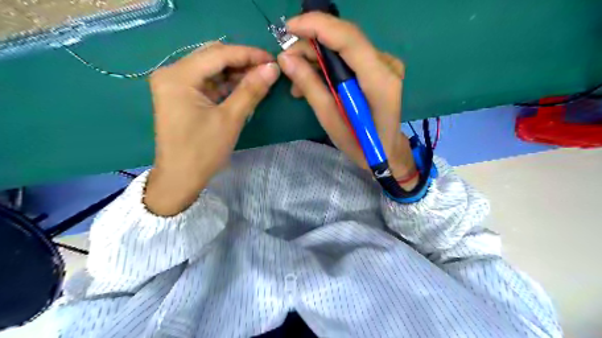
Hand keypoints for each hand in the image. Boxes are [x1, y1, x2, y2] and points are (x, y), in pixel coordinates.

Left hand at [146, 42, 279, 215]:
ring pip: (211, 69)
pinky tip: (244, 88)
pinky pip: (208, 82)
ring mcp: (175, 85)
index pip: (218, 54)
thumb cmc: (203, 151)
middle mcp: (172, 73)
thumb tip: (272, 68)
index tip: (272, 59)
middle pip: (213, 57)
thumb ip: (251, 90)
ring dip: (236, 73)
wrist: (180, 179)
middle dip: (242, 62)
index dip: (248, 54)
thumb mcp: (230, 119)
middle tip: (267, 70)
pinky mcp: (181, 96)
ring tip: (260, 79)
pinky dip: (227, 85)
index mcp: (178, 76)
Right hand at [278, 13, 416, 189]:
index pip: (348, 38)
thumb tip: (285, 59)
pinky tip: (313, 80)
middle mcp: (387, 65)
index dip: (317, 26)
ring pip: (344, 46)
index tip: (288, 29)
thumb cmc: (361, 145)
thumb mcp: (331, 121)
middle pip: (345, 38)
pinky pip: (349, 57)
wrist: (386, 151)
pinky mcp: (380, 68)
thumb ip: (311, 87)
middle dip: (311, 43)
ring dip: (317, 57)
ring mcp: (386, 65)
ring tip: (297, 79)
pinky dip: (328, 64)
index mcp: (379, 81)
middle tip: (287, 60)